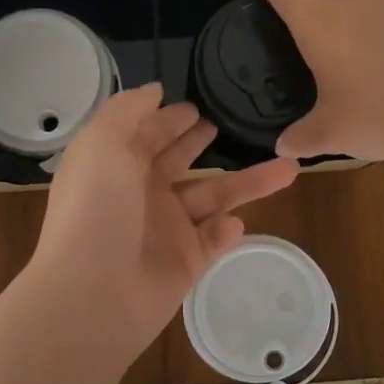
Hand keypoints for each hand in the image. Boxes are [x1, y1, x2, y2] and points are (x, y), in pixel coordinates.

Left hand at [24, 84, 298, 367]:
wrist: (94, 292)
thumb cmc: (96, 210)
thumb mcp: (102, 143)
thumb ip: (128, 110)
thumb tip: (156, 90)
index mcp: (117, 164)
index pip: (147, 133)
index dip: (169, 118)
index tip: (197, 103)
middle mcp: (141, 193)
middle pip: (179, 161)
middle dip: (199, 142)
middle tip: (227, 124)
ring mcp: (165, 229)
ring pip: (214, 197)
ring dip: (248, 183)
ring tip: (289, 166)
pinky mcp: (186, 262)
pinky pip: (214, 239)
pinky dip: (227, 230)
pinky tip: (236, 222)